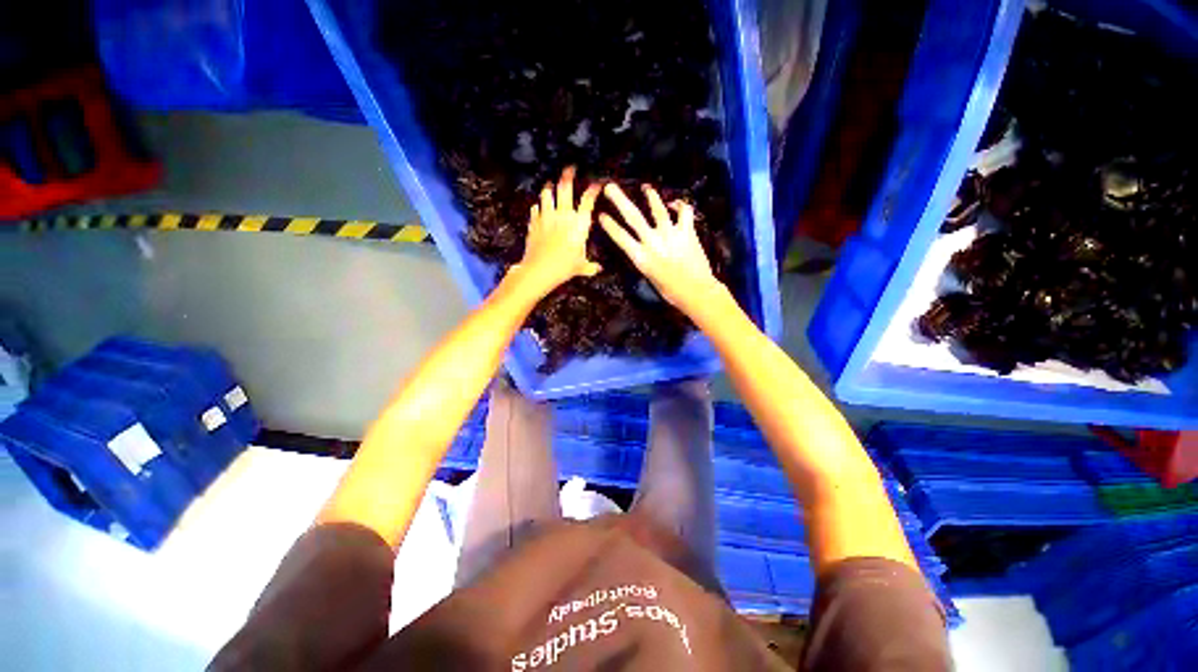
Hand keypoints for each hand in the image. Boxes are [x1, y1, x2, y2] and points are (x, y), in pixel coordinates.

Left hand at [514, 166, 601, 294]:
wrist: (540, 269)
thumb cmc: (564, 267)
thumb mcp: (581, 267)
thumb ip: (590, 266)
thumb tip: (598, 268)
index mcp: (579, 224)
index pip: (588, 201)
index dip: (593, 190)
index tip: (597, 184)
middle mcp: (563, 216)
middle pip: (565, 188)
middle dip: (568, 175)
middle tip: (570, 168)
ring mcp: (547, 217)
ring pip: (547, 194)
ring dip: (549, 188)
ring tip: (551, 184)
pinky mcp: (534, 222)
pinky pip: (535, 209)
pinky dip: (538, 206)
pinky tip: (538, 207)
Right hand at [600, 183, 724, 314]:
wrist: (696, 291)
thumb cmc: (671, 291)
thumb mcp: (650, 277)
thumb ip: (645, 260)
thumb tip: (643, 249)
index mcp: (640, 258)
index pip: (620, 237)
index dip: (609, 225)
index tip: (600, 215)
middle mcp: (652, 243)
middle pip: (633, 217)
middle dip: (619, 200)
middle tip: (609, 187)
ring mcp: (670, 235)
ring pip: (657, 208)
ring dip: (650, 195)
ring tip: (645, 188)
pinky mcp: (687, 232)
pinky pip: (684, 211)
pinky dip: (680, 205)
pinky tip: (676, 204)